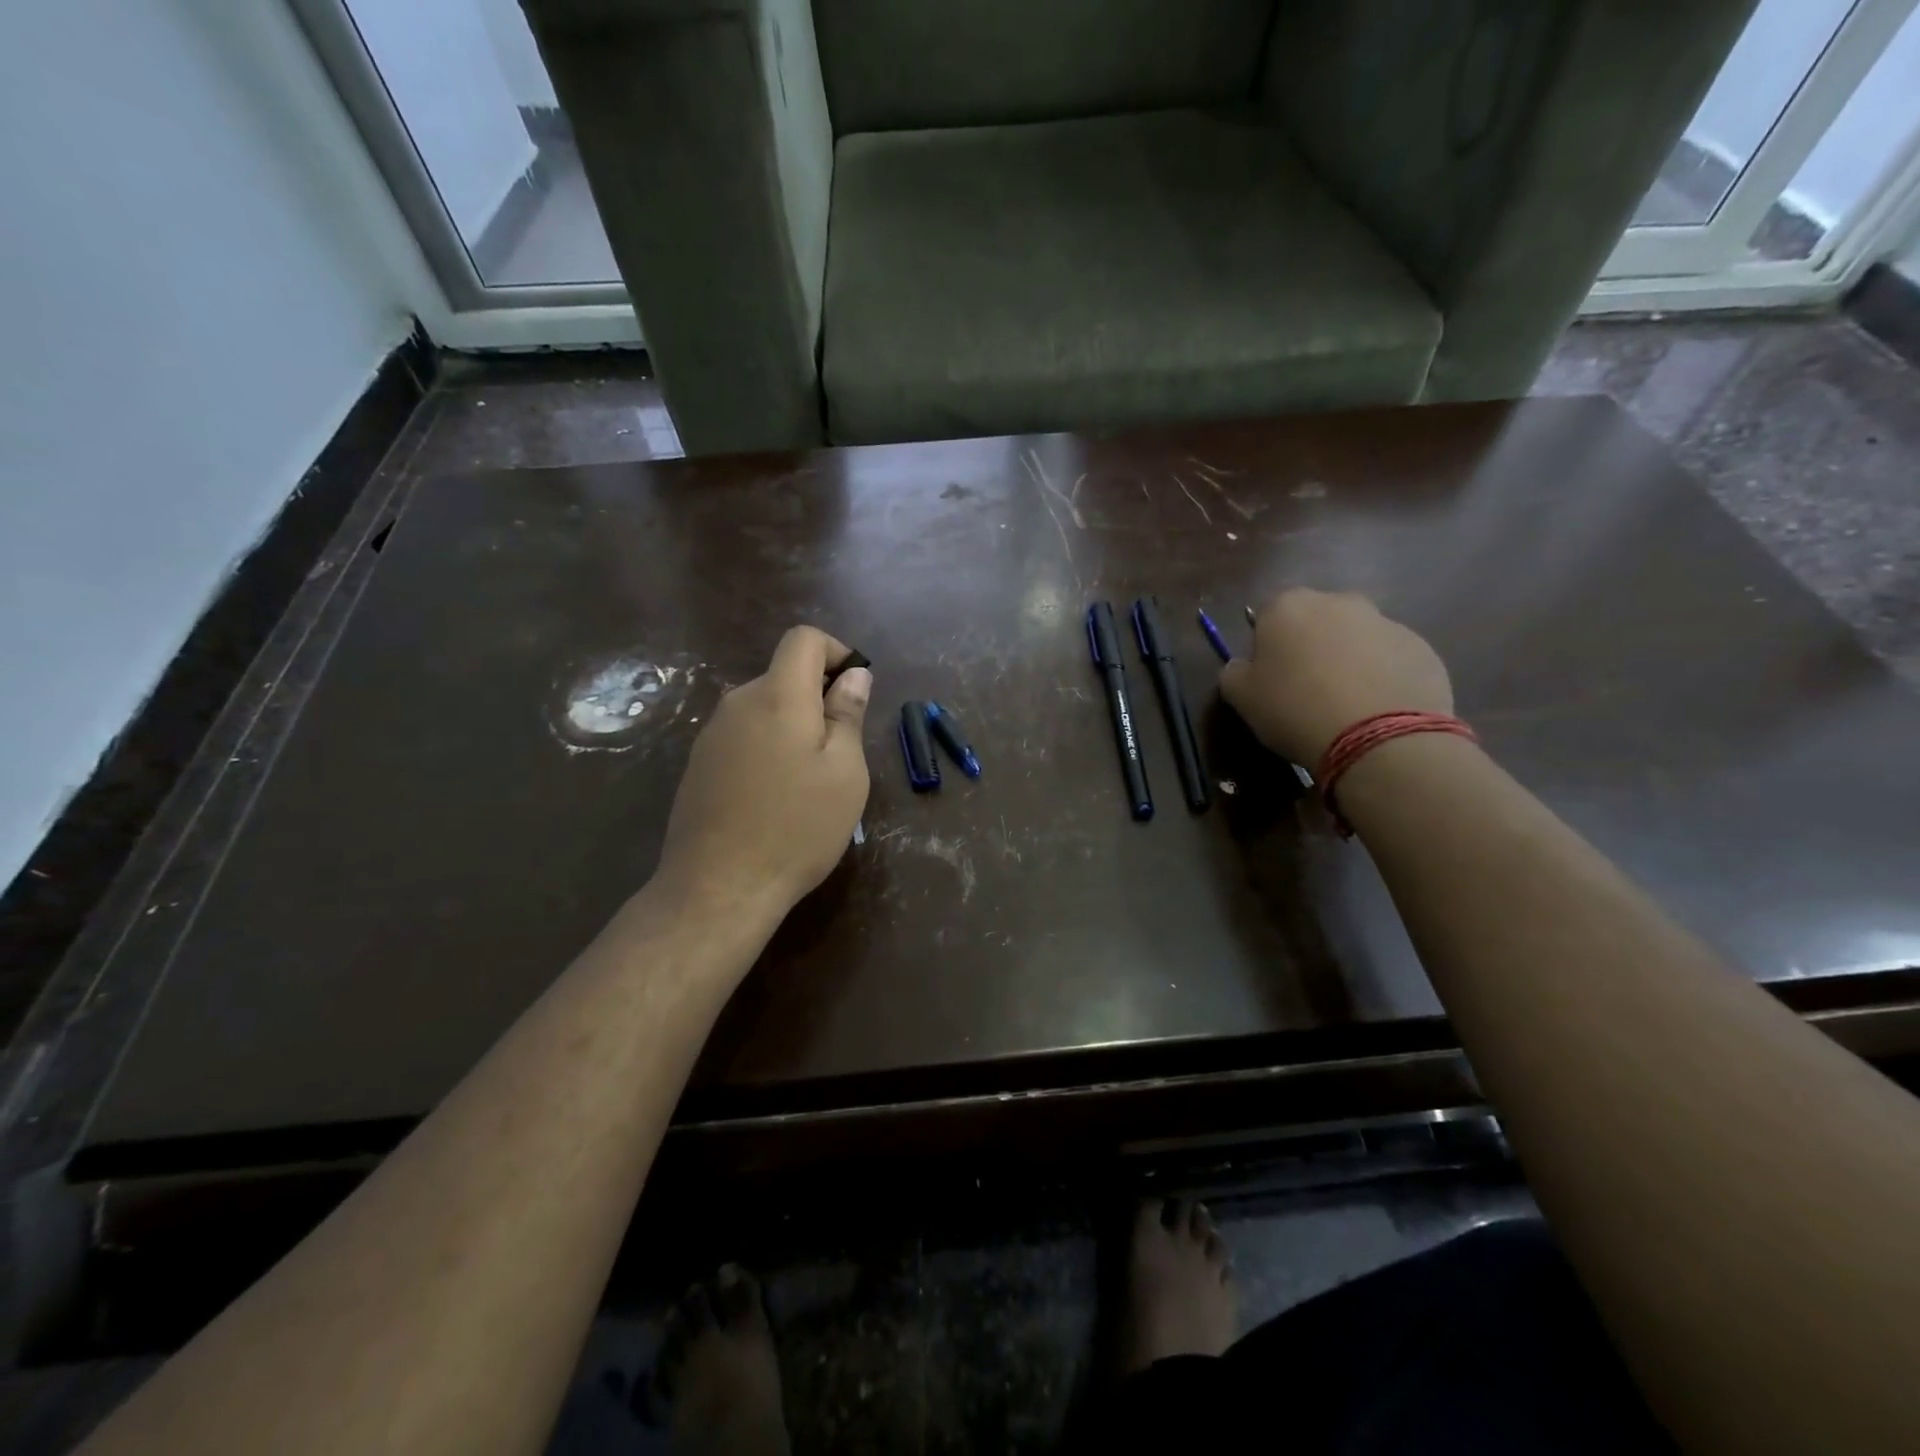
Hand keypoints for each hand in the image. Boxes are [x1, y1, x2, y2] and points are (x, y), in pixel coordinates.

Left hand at [656, 626, 871, 917]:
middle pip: (784, 675)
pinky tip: (775, 797)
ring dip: (794, 727)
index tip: (854, 692)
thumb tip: (854, 675)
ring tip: (810, 782)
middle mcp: (738, 702)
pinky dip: (769, 747)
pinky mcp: (699, 763)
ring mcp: (712, 733)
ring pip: (765, 708)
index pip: (804, 639)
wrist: (718, 887)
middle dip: (819, 698)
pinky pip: (744, 736)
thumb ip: (847, 715)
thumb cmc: (797, 827)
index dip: (837, 652)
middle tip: (841, 753)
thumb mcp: (844, 772)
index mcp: (778, 696)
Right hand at [1219, 590, 1451, 765]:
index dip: (1266, 647)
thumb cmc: (1294, 709)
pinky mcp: (1422, 648)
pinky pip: (1391, 660)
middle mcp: (1338, 601)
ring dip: (1348, 661)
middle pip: (1316, 621)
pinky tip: (1375, 711)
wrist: (1378, 736)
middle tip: (1306, 690)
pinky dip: (1382, 678)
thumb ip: (1234, 673)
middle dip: (1310, 647)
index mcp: (1288, 605)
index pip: (1266, 616)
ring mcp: (1386, 622)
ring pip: (1356, 639)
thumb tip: (1243, 666)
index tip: (1269, 679)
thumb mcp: (1241, 697)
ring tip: (1345, 706)